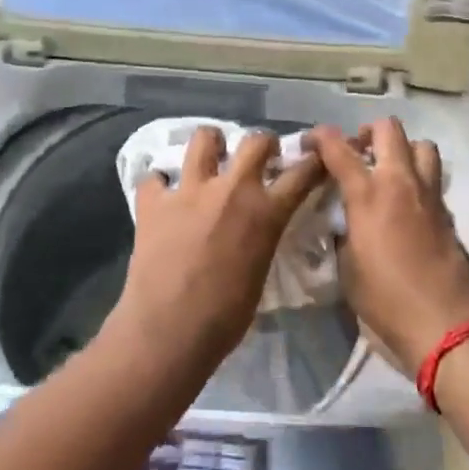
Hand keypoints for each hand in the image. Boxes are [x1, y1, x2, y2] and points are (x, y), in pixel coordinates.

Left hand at [112, 127, 325, 364]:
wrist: (169, 331)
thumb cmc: (225, 318)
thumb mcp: (260, 273)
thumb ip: (262, 238)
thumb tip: (257, 230)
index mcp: (265, 212)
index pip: (301, 173)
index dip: (312, 162)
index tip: (315, 156)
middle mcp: (230, 190)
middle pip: (256, 141)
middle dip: (263, 143)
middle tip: (260, 155)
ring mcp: (189, 190)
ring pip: (203, 138)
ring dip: (211, 145)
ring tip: (210, 158)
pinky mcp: (153, 201)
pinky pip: (154, 178)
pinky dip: (159, 185)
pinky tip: (161, 197)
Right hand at [308, 120, 468, 371]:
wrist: (448, 326)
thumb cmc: (387, 301)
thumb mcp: (347, 269)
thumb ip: (343, 235)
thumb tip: (344, 224)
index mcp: (368, 195)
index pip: (338, 147)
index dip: (319, 137)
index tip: (309, 144)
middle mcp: (400, 183)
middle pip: (388, 129)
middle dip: (367, 133)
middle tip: (356, 154)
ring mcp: (429, 195)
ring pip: (421, 145)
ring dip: (401, 150)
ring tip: (387, 172)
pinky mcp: (448, 213)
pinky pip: (432, 178)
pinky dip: (417, 179)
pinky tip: (406, 205)